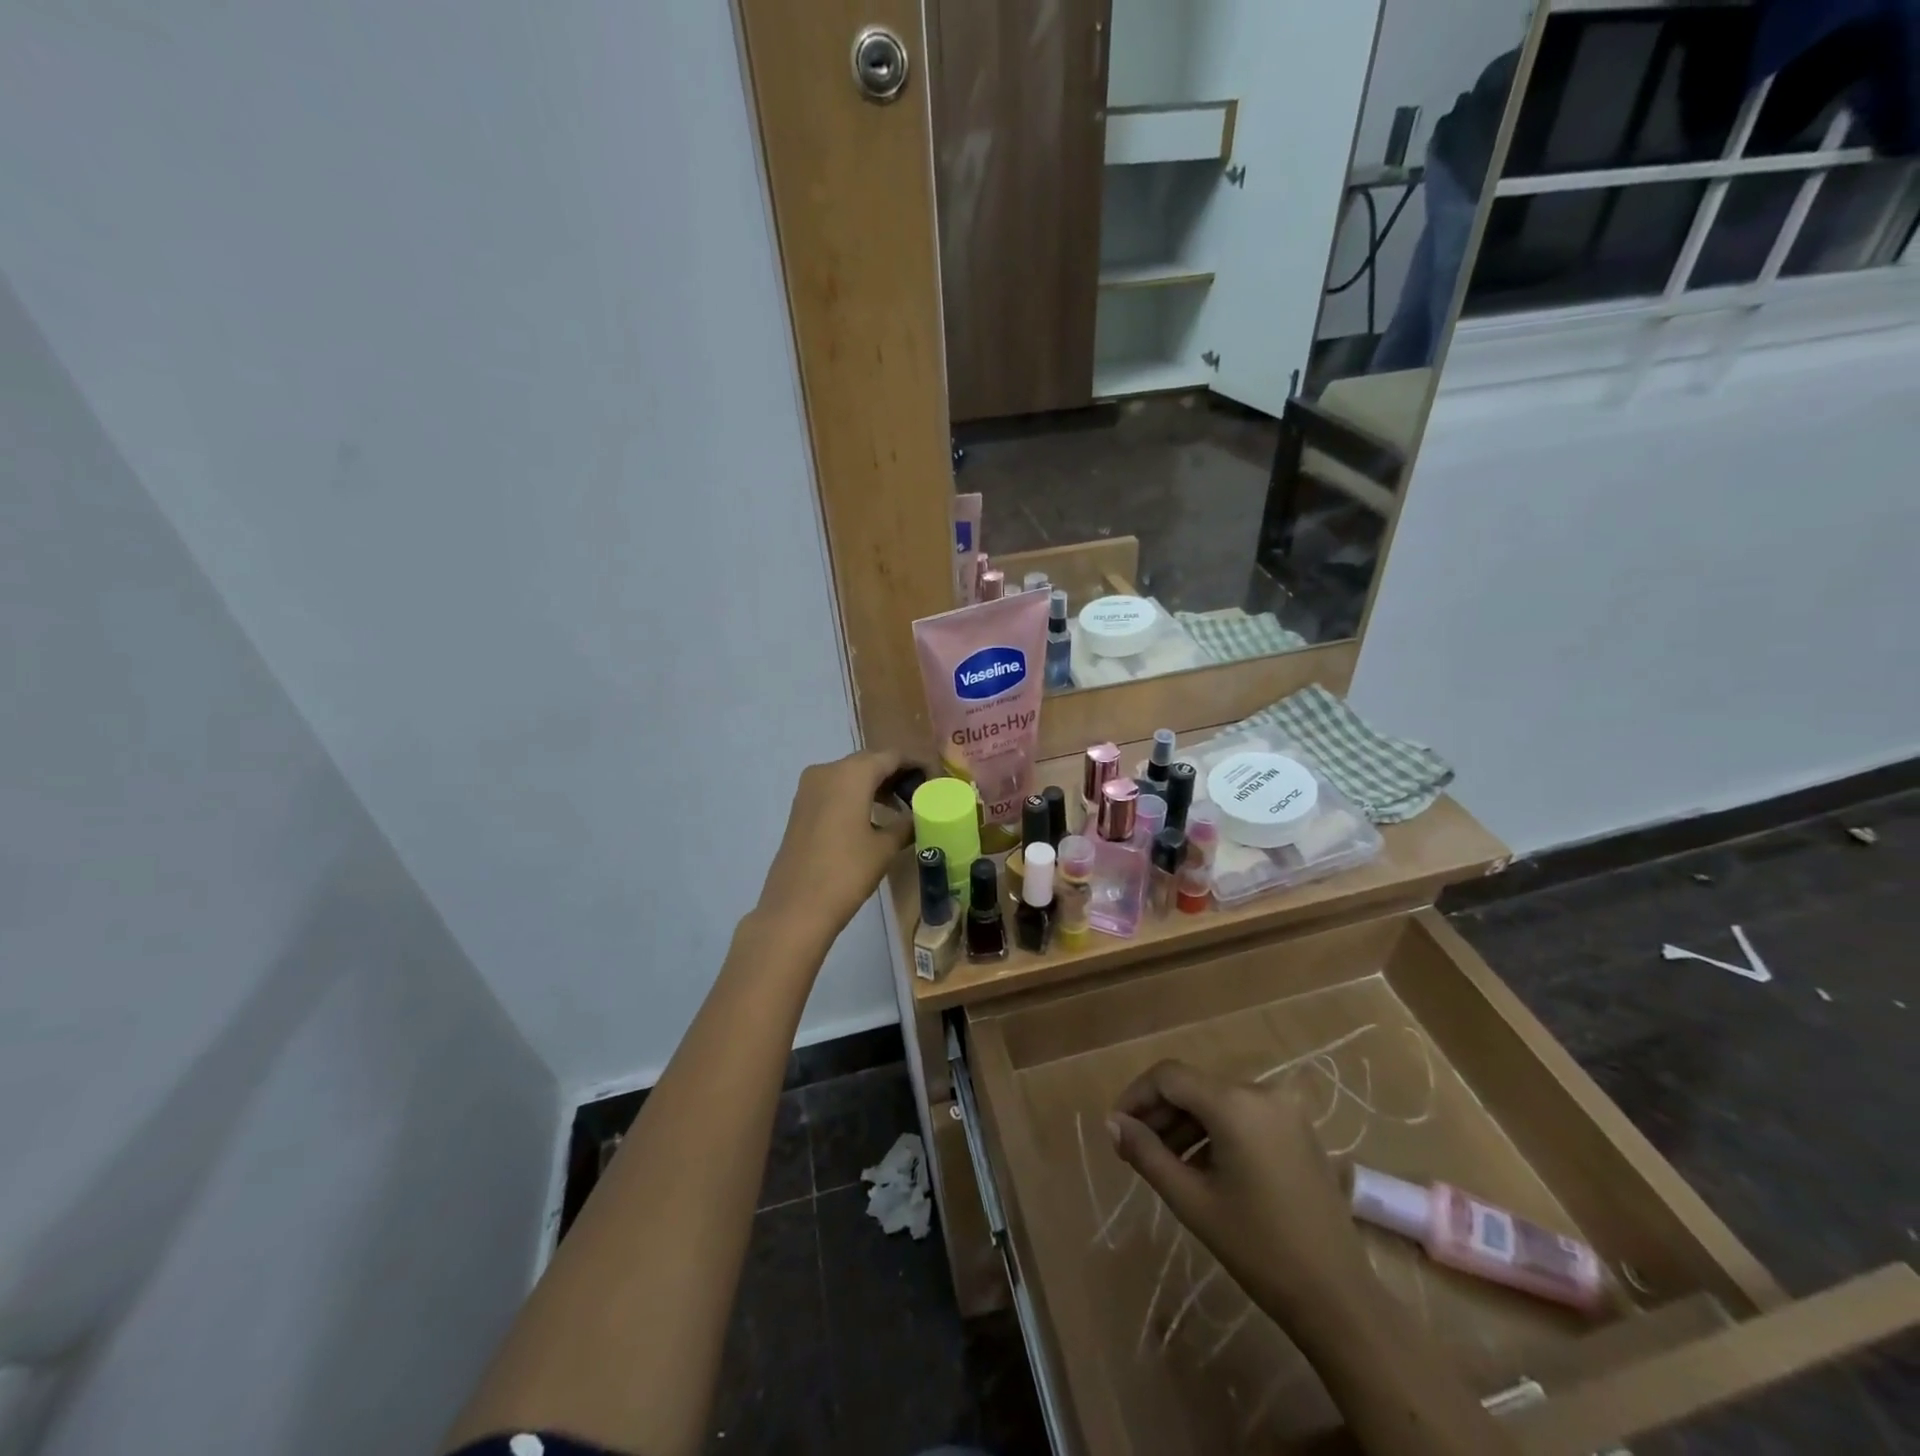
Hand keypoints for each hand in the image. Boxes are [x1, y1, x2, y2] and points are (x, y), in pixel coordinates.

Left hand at [754, 750, 913, 947]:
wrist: (795, 908)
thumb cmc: (846, 872)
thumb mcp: (885, 847)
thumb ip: (907, 824)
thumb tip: (922, 816)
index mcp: (851, 774)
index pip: (892, 755)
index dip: (917, 763)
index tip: (937, 778)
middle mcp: (827, 771)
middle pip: (870, 761)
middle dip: (897, 773)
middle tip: (923, 792)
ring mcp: (810, 788)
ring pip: (851, 775)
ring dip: (877, 785)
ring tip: (903, 806)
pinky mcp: (801, 806)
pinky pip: (836, 789)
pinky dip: (857, 795)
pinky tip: (875, 817)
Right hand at [1108, 1060, 1362, 1317]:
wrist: (1339, 1298)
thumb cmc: (1259, 1249)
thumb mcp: (1193, 1201)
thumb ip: (1147, 1154)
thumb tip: (1112, 1123)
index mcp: (1235, 1103)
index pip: (1169, 1076)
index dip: (1136, 1096)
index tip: (1116, 1127)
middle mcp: (1261, 1091)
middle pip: (1193, 1086)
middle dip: (1159, 1113)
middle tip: (1134, 1148)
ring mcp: (1285, 1109)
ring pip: (1216, 1100)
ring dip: (1185, 1123)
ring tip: (1163, 1162)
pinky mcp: (1298, 1129)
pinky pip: (1242, 1114)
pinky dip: (1215, 1131)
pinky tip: (1201, 1166)